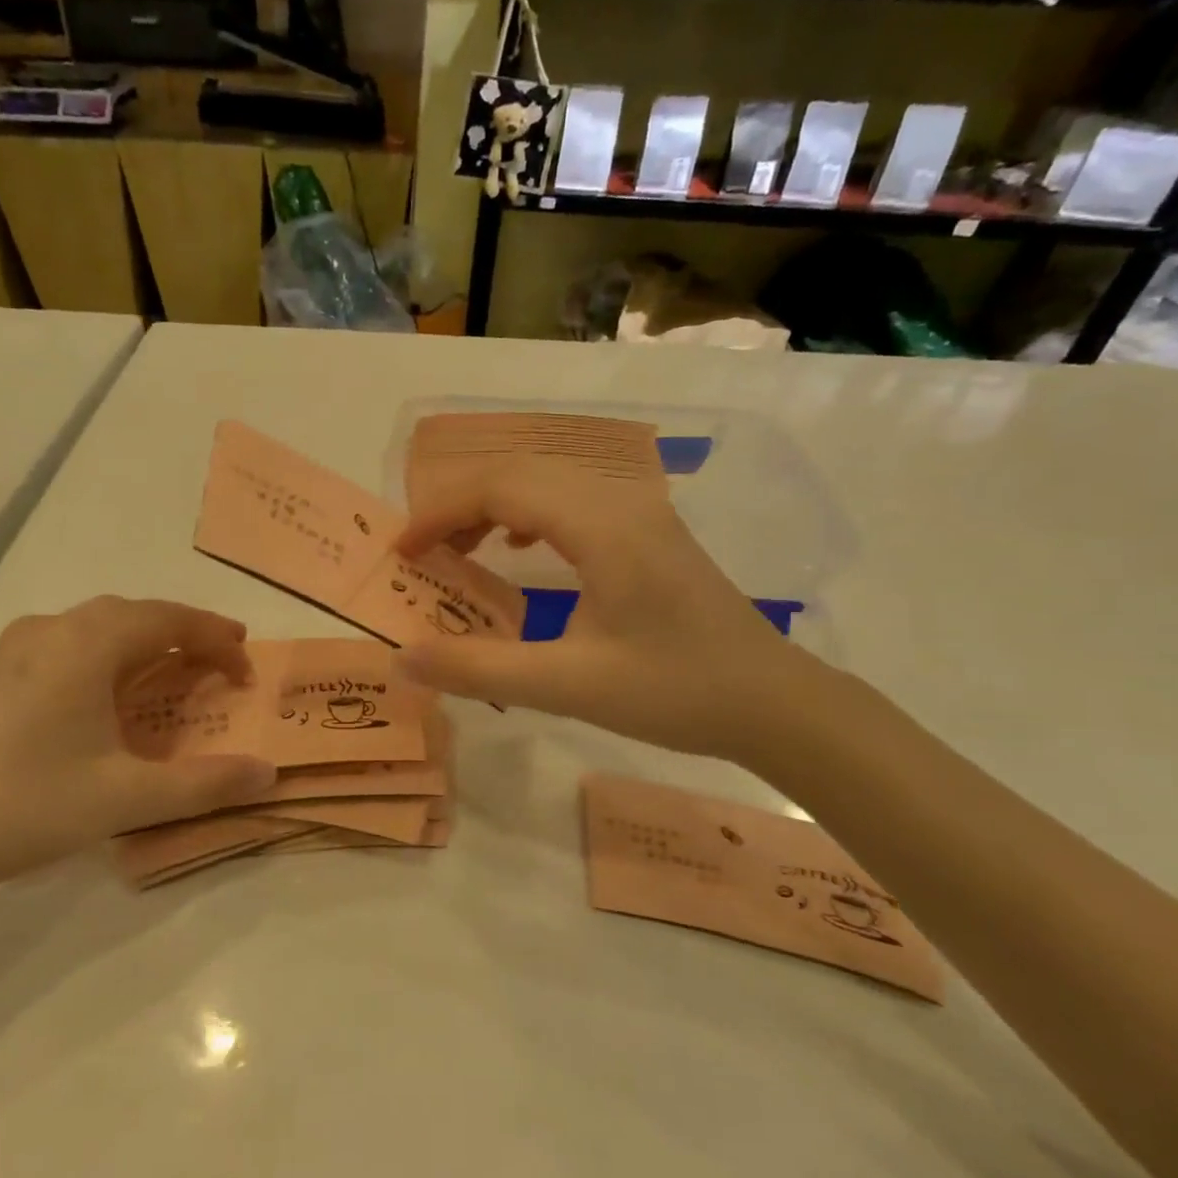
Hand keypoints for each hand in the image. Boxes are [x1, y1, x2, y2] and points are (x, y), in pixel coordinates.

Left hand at [0, 597, 276, 901]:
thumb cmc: (29, 806)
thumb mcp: (128, 799)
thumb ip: (206, 784)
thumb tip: (269, 773)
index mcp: (86, 645)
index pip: (170, 620)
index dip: (216, 639)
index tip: (248, 669)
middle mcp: (52, 629)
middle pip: (136, 614)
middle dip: (186, 633)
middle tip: (223, 662)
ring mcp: (18, 647)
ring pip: (101, 625)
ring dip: (147, 639)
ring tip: (177, 669)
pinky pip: (72, 642)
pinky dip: (112, 653)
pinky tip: (112, 689)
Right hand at [396, 462, 819, 761]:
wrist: (775, 704)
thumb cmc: (675, 693)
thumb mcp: (568, 687)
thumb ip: (479, 670)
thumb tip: (403, 658)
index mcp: (601, 526)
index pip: (500, 488)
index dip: (440, 513)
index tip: (402, 553)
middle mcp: (621, 502)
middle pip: (520, 473)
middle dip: (461, 506)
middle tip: (424, 555)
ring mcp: (642, 513)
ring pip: (547, 483)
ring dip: (494, 507)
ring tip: (463, 550)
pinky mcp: (650, 534)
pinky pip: (573, 502)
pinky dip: (529, 516)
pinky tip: (522, 549)